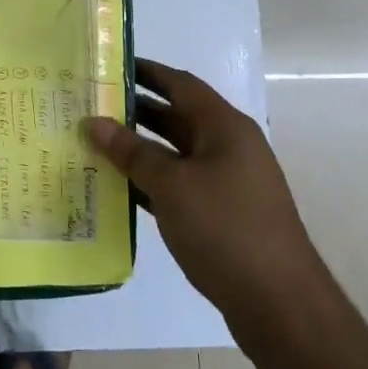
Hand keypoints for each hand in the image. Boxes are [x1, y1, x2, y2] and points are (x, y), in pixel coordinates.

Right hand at [83, 59, 320, 319]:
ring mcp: (226, 183)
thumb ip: (131, 152)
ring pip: (174, 154)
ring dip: (138, 149)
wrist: (278, 303)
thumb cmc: (225, 228)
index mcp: (225, 128)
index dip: (146, 72)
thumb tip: (94, 123)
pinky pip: (177, 186)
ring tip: (93, 142)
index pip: (181, 85)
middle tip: (89, 105)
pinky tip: (116, 187)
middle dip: (135, 111)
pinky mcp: (220, 215)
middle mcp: (228, 148)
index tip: (108, 65)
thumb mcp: (172, 185)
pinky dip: (148, 183)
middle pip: (176, 118)